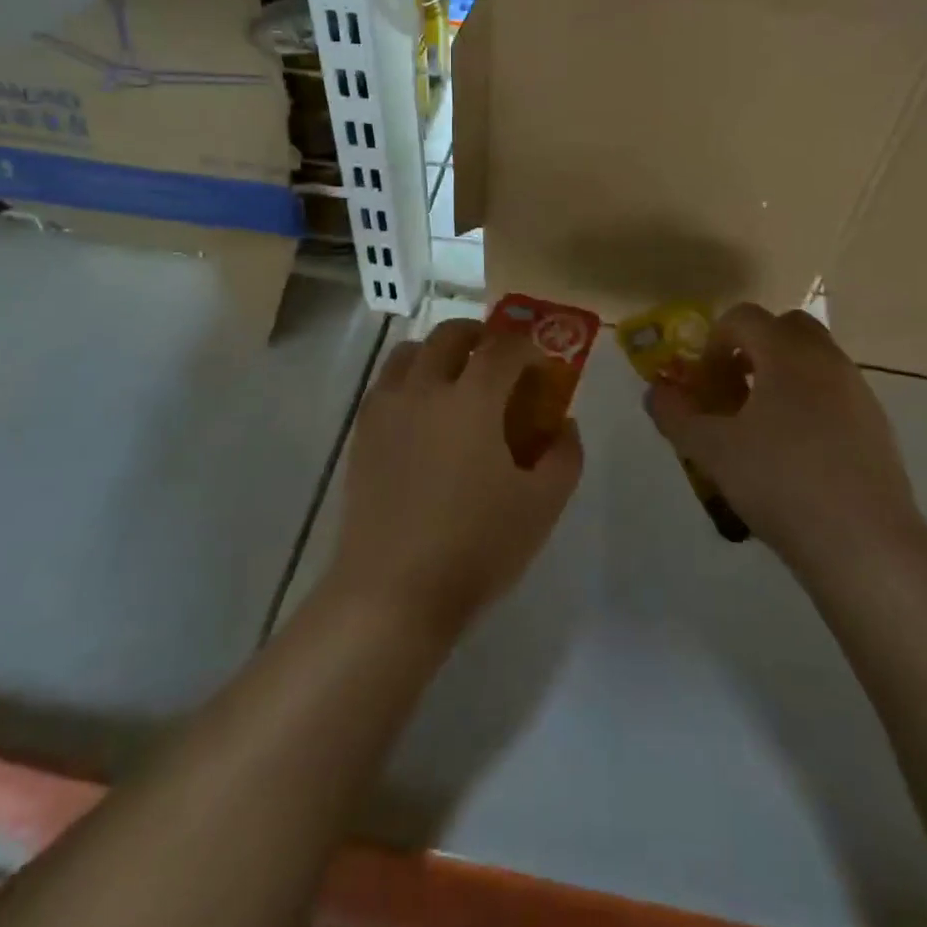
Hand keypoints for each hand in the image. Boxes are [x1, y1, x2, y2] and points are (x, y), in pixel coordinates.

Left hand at [328, 318, 582, 639]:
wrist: (392, 592)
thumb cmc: (476, 547)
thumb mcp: (542, 505)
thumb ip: (565, 456)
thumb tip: (563, 425)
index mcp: (472, 399)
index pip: (504, 347)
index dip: (528, 348)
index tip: (541, 366)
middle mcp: (424, 389)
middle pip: (451, 333)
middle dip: (481, 336)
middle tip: (499, 360)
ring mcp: (386, 409)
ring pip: (410, 351)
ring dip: (439, 352)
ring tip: (456, 381)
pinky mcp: (361, 434)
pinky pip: (386, 384)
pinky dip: (409, 379)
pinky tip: (423, 416)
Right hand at [646, 304, 924, 577]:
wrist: (865, 544)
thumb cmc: (780, 482)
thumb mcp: (712, 450)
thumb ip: (676, 416)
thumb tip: (657, 393)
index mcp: (788, 353)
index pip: (744, 317)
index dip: (714, 342)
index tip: (704, 382)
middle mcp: (827, 360)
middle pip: (785, 328)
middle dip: (752, 349)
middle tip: (732, 391)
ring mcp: (858, 392)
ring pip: (813, 362)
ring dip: (781, 377)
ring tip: (759, 429)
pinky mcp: (876, 426)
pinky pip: (834, 394)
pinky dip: (808, 404)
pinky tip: (795, 456)